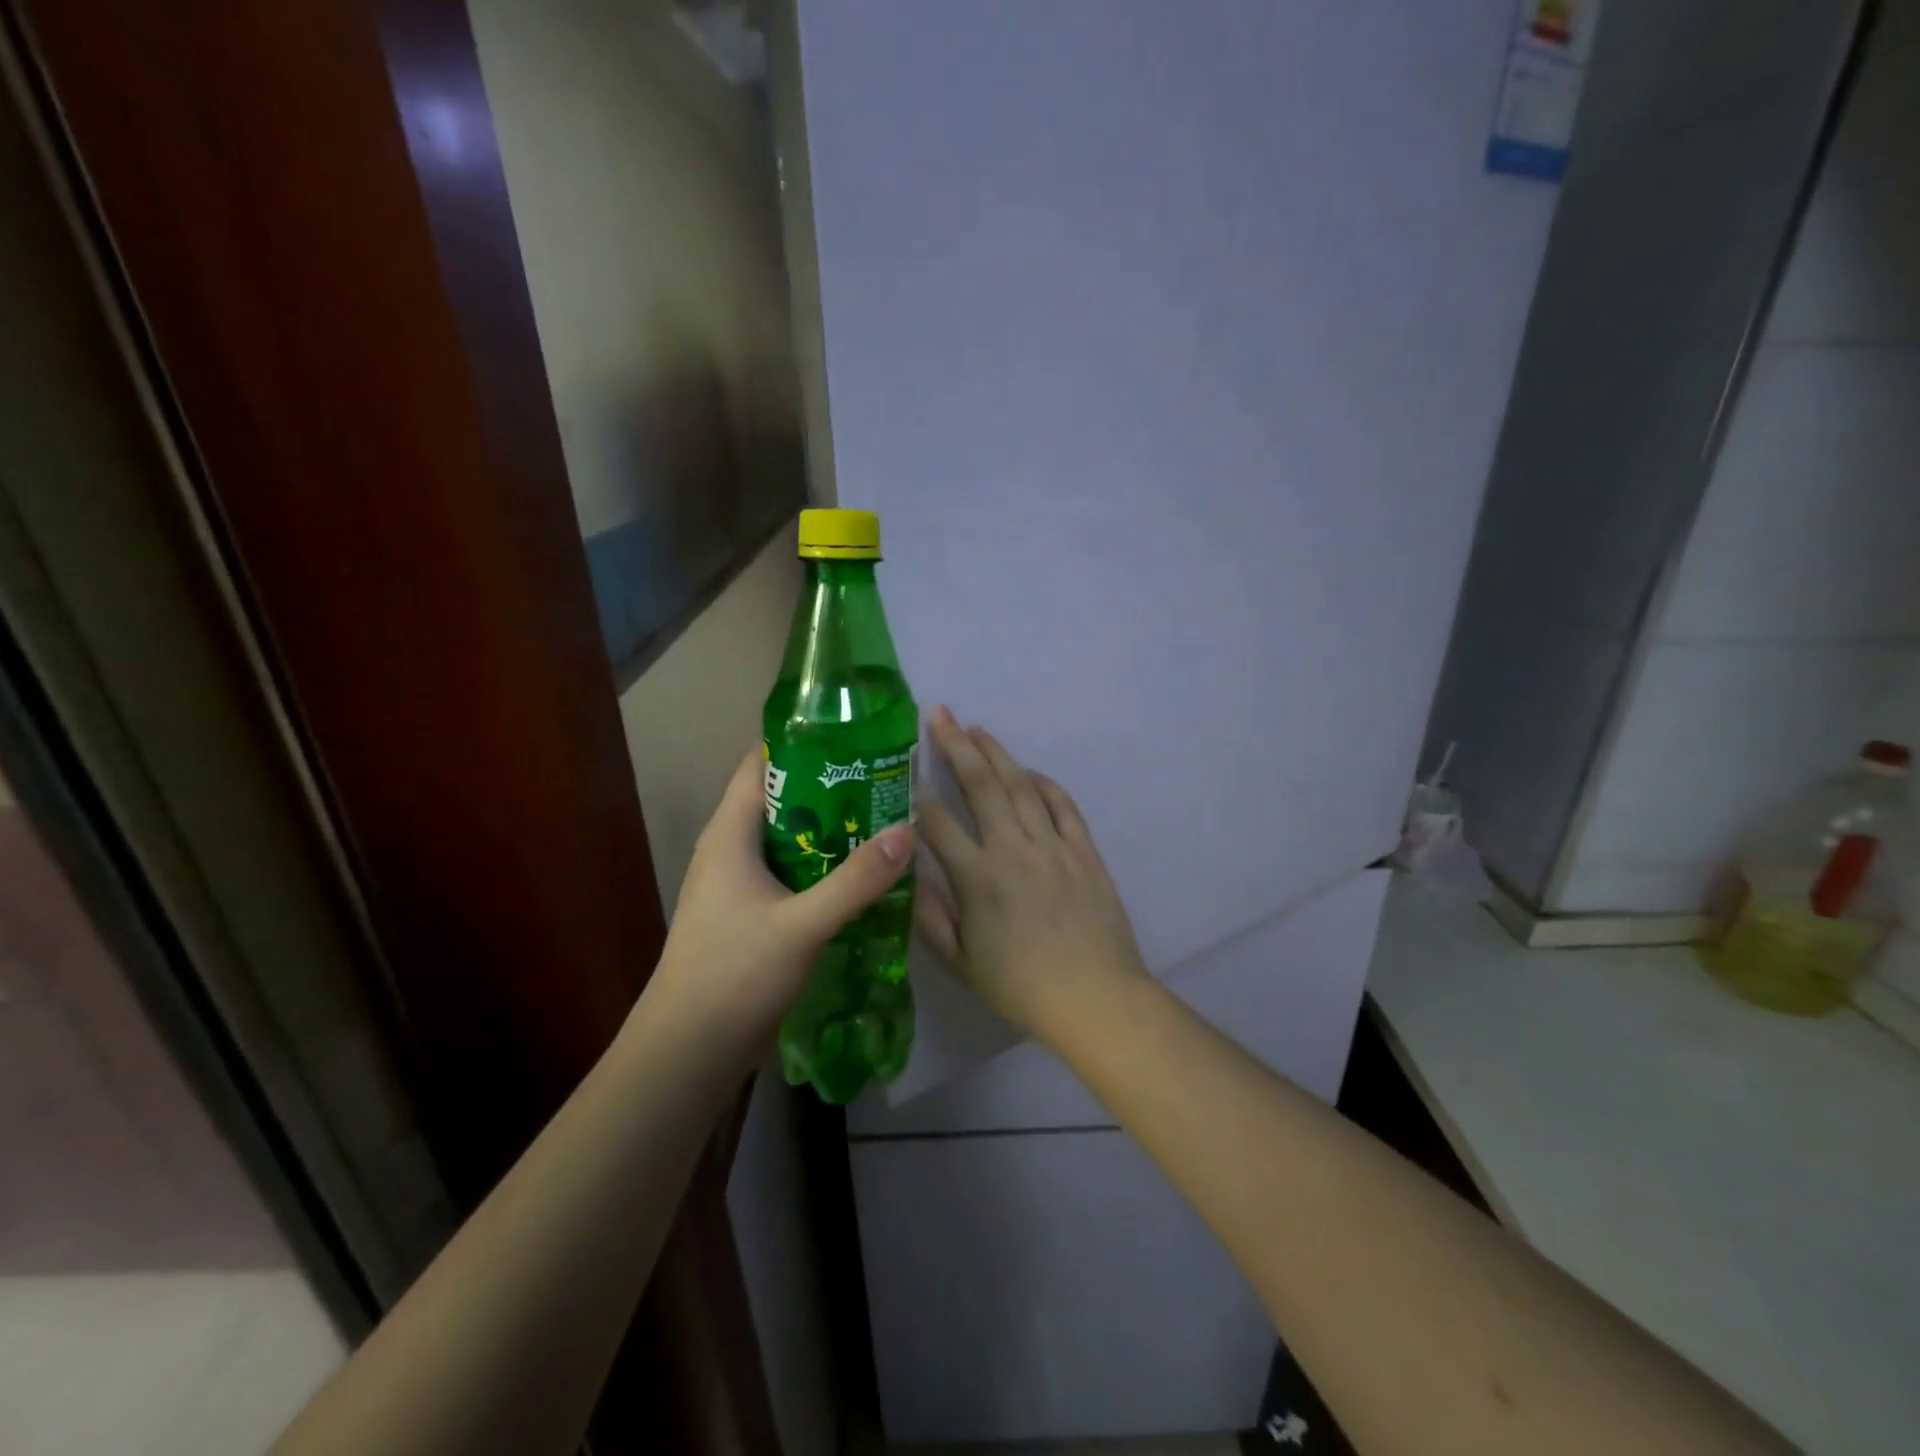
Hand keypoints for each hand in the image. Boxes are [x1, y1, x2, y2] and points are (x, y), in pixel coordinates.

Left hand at [647, 747, 912, 1047]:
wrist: (689, 1050)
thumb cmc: (735, 973)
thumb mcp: (803, 924)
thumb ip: (856, 880)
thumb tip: (907, 830)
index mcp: (730, 833)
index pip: (762, 764)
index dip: (804, 743)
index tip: (855, 737)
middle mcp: (731, 848)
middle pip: (783, 799)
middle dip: (831, 787)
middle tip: (884, 780)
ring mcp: (739, 883)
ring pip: (790, 838)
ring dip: (831, 829)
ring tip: (883, 820)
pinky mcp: (750, 912)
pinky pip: (791, 873)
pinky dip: (823, 865)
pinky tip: (861, 874)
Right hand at [916, 707, 1148, 1043]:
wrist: (1095, 997)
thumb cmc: (1020, 987)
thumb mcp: (961, 962)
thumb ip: (931, 917)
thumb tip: (910, 876)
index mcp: (977, 878)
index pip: (937, 823)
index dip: (916, 795)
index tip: (904, 772)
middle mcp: (1013, 849)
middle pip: (981, 785)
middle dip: (956, 746)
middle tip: (940, 716)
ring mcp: (1053, 845)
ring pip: (1021, 786)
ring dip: (998, 754)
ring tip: (977, 730)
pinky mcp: (1084, 851)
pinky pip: (1063, 805)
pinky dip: (1044, 784)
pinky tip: (1029, 772)